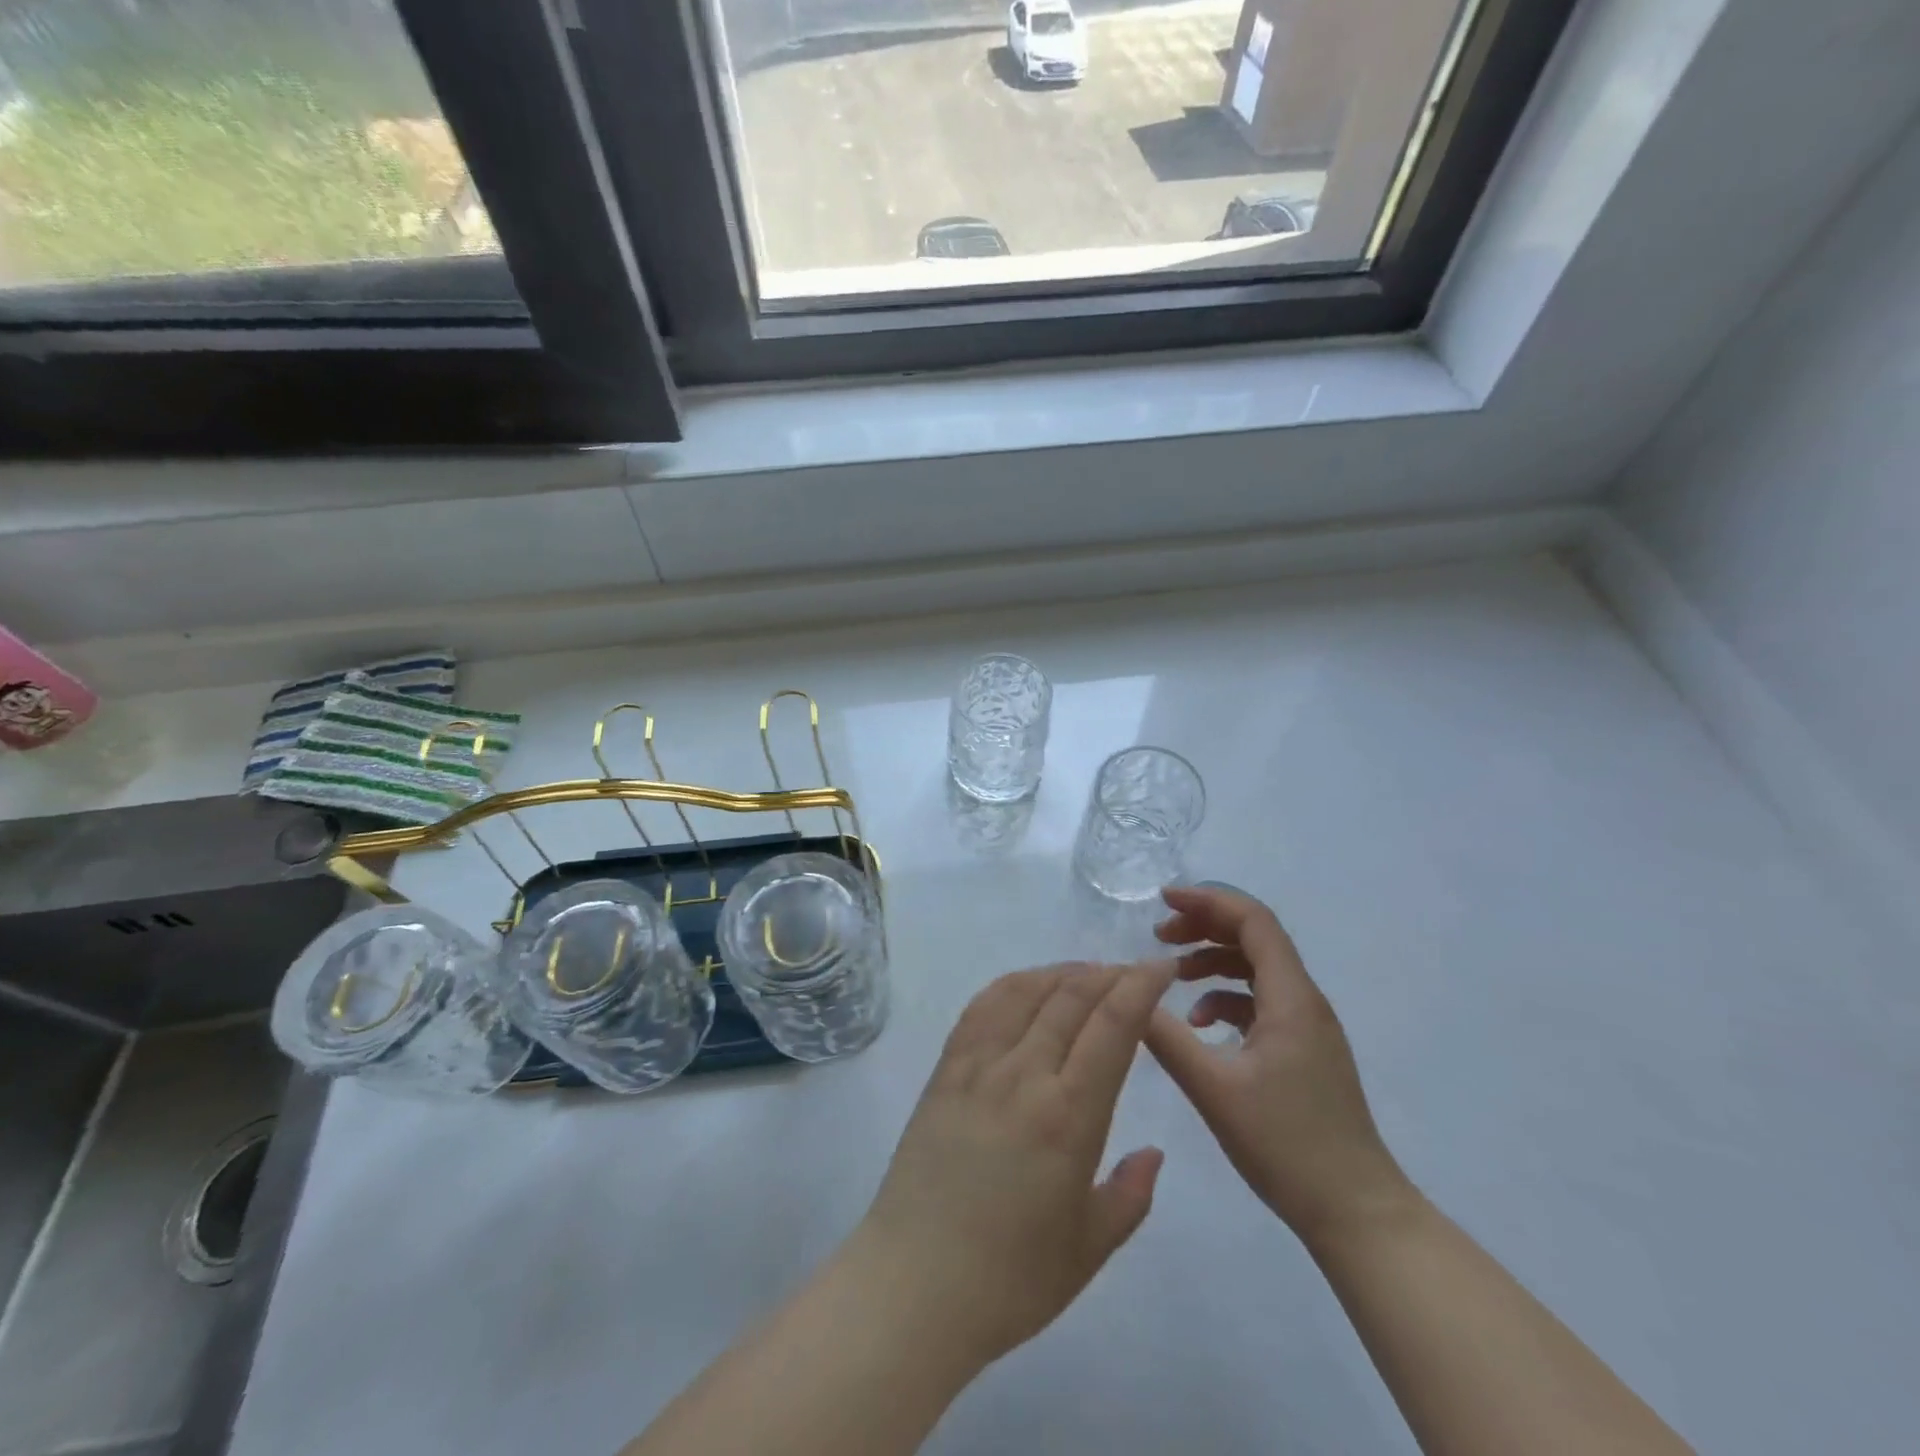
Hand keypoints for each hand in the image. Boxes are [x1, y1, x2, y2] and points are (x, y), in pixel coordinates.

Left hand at [851, 961, 1174, 1365]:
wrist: (914, 1284)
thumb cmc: (1010, 1279)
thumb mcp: (1089, 1249)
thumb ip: (1130, 1195)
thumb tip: (1153, 1152)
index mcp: (1069, 1116)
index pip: (1112, 1025)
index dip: (1141, 986)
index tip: (1162, 968)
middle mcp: (1024, 1074)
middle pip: (1072, 997)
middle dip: (1110, 974)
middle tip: (1134, 973)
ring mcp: (978, 1066)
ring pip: (1027, 991)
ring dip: (1064, 972)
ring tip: (1088, 974)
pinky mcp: (945, 1069)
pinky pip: (983, 1007)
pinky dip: (1014, 984)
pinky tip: (1029, 986)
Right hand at [1144, 885, 1414, 1246]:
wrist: (1356, 1213)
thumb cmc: (1287, 1145)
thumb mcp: (1214, 1089)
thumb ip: (1167, 1037)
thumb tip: (1129, 994)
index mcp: (1291, 998)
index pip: (1253, 921)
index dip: (1208, 901)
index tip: (1163, 902)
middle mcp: (1304, 1000)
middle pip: (1254, 937)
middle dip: (1204, 927)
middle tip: (1159, 936)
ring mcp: (1307, 1027)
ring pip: (1256, 969)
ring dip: (1212, 962)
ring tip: (1171, 975)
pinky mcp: (1303, 1050)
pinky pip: (1260, 1001)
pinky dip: (1225, 998)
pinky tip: (1199, 1024)